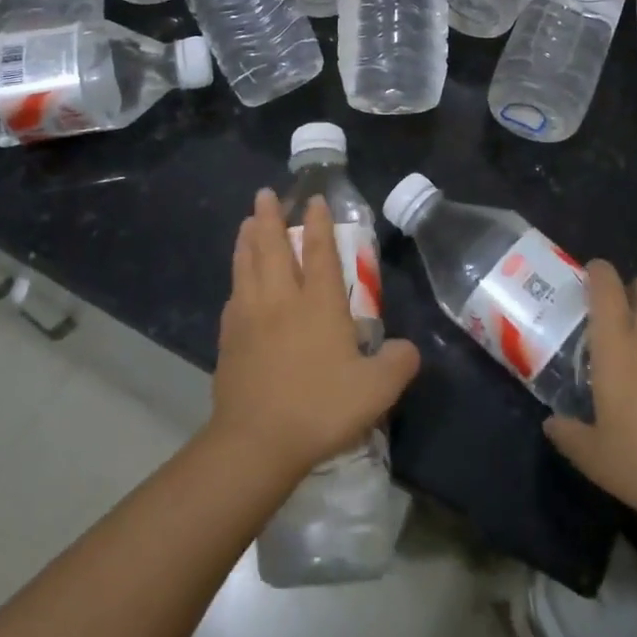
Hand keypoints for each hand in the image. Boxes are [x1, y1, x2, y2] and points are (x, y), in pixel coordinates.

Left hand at [209, 189, 419, 481]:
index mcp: (319, 304)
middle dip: (270, 217)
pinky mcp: (229, 339)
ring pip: (247, 266)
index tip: (314, 199)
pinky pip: (233, 297)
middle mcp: (282, 300)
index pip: (319, 251)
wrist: (256, 442)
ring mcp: (250, 317)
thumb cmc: (320, 408)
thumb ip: (399, 363)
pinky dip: (236, 279)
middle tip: (265, 194)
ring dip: (247, 240)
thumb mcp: (377, 390)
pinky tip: (236, 282)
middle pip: (272, 247)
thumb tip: (408, 348)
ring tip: (247, 222)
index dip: (318, 223)